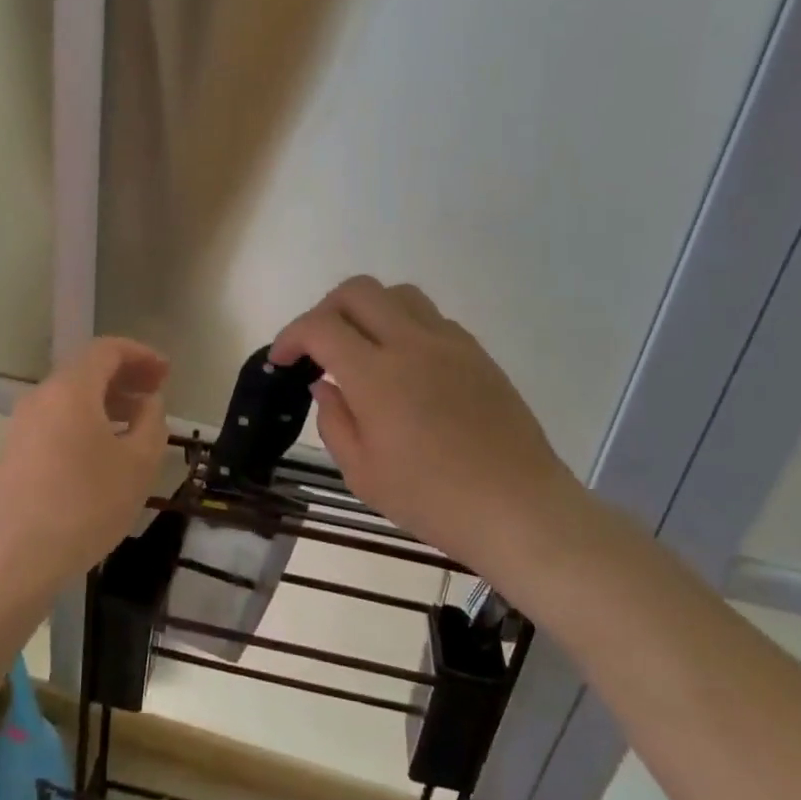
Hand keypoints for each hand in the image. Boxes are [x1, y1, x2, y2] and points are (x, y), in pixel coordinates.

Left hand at [0, 336, 170, 595]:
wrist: (17, 558)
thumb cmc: (87, 504)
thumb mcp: (138, 463)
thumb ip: (152, 422)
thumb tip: (149, 403)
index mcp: (71, 390)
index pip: (107, 350)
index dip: (141, 355)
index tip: (166, 373)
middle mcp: (42, 397)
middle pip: (87, 371)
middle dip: (125, 376)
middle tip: (157, 393)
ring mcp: (24, 425)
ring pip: (72, 397)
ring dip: (107, 401)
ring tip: (137, 423)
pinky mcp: (17, 452)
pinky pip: (58, 420)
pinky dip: (87, 420)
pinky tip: (106, 449)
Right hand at [270, 277, 579, 574]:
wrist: (518, 508)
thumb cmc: (432, 500)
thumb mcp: (363, 474)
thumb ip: (334, 421)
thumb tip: (325, 384)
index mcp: (376, 375)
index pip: (320, 327)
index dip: (291, 336)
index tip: (282, 360)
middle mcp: (412, 343)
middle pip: (358, 291)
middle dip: (325, 310)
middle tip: (317, 346)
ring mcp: (450, 343)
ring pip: (398, 294)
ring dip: (368, 310)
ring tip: (361, 348)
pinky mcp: (477, 353)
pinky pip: (431, 318)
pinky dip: (404, 326)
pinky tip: (405, 366)